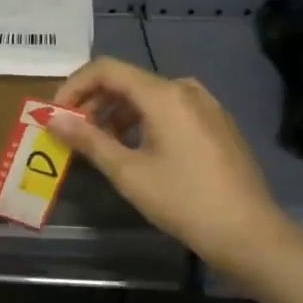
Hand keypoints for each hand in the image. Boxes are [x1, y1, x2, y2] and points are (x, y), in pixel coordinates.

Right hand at [50, 57, 288, 274]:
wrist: (250, 233)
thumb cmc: (184, 201)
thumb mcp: (128, 173)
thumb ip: (88, 140)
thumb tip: (53, 119)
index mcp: (164, 94)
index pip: (106, 69)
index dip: (75, 86)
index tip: (57, 114)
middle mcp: (185, 89)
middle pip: (127, 81)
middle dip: (94, 102)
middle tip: (73, 132)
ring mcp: (206, 105)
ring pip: (149, 96)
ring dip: (117, 113)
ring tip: (100, 145)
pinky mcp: (217, 123)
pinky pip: (170, 109)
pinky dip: (143, 121)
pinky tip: (136, 150)